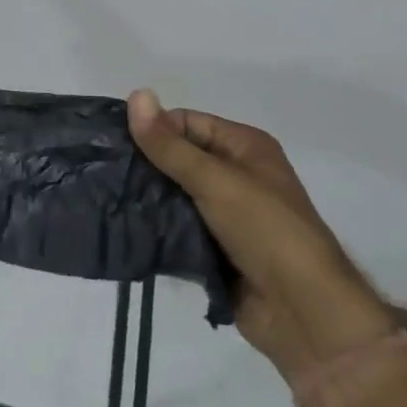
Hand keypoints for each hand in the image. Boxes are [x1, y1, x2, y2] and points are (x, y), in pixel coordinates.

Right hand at [128, 91, 395, 385]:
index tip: (112, 143)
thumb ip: (170, 145)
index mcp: (245, 147)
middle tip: (102, 171)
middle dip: (144, 165)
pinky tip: (125, 227)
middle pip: (178, 158)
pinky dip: (156, 228)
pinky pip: (177, 229)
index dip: (152, 129)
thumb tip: (136, 93)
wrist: (304, 313)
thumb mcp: (216, 180)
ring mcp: (226, 214)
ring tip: (106, 198)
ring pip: (174, 195)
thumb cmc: (265, 231)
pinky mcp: (215, 249)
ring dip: (147, 199)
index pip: (186, 122)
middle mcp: (237, 175)